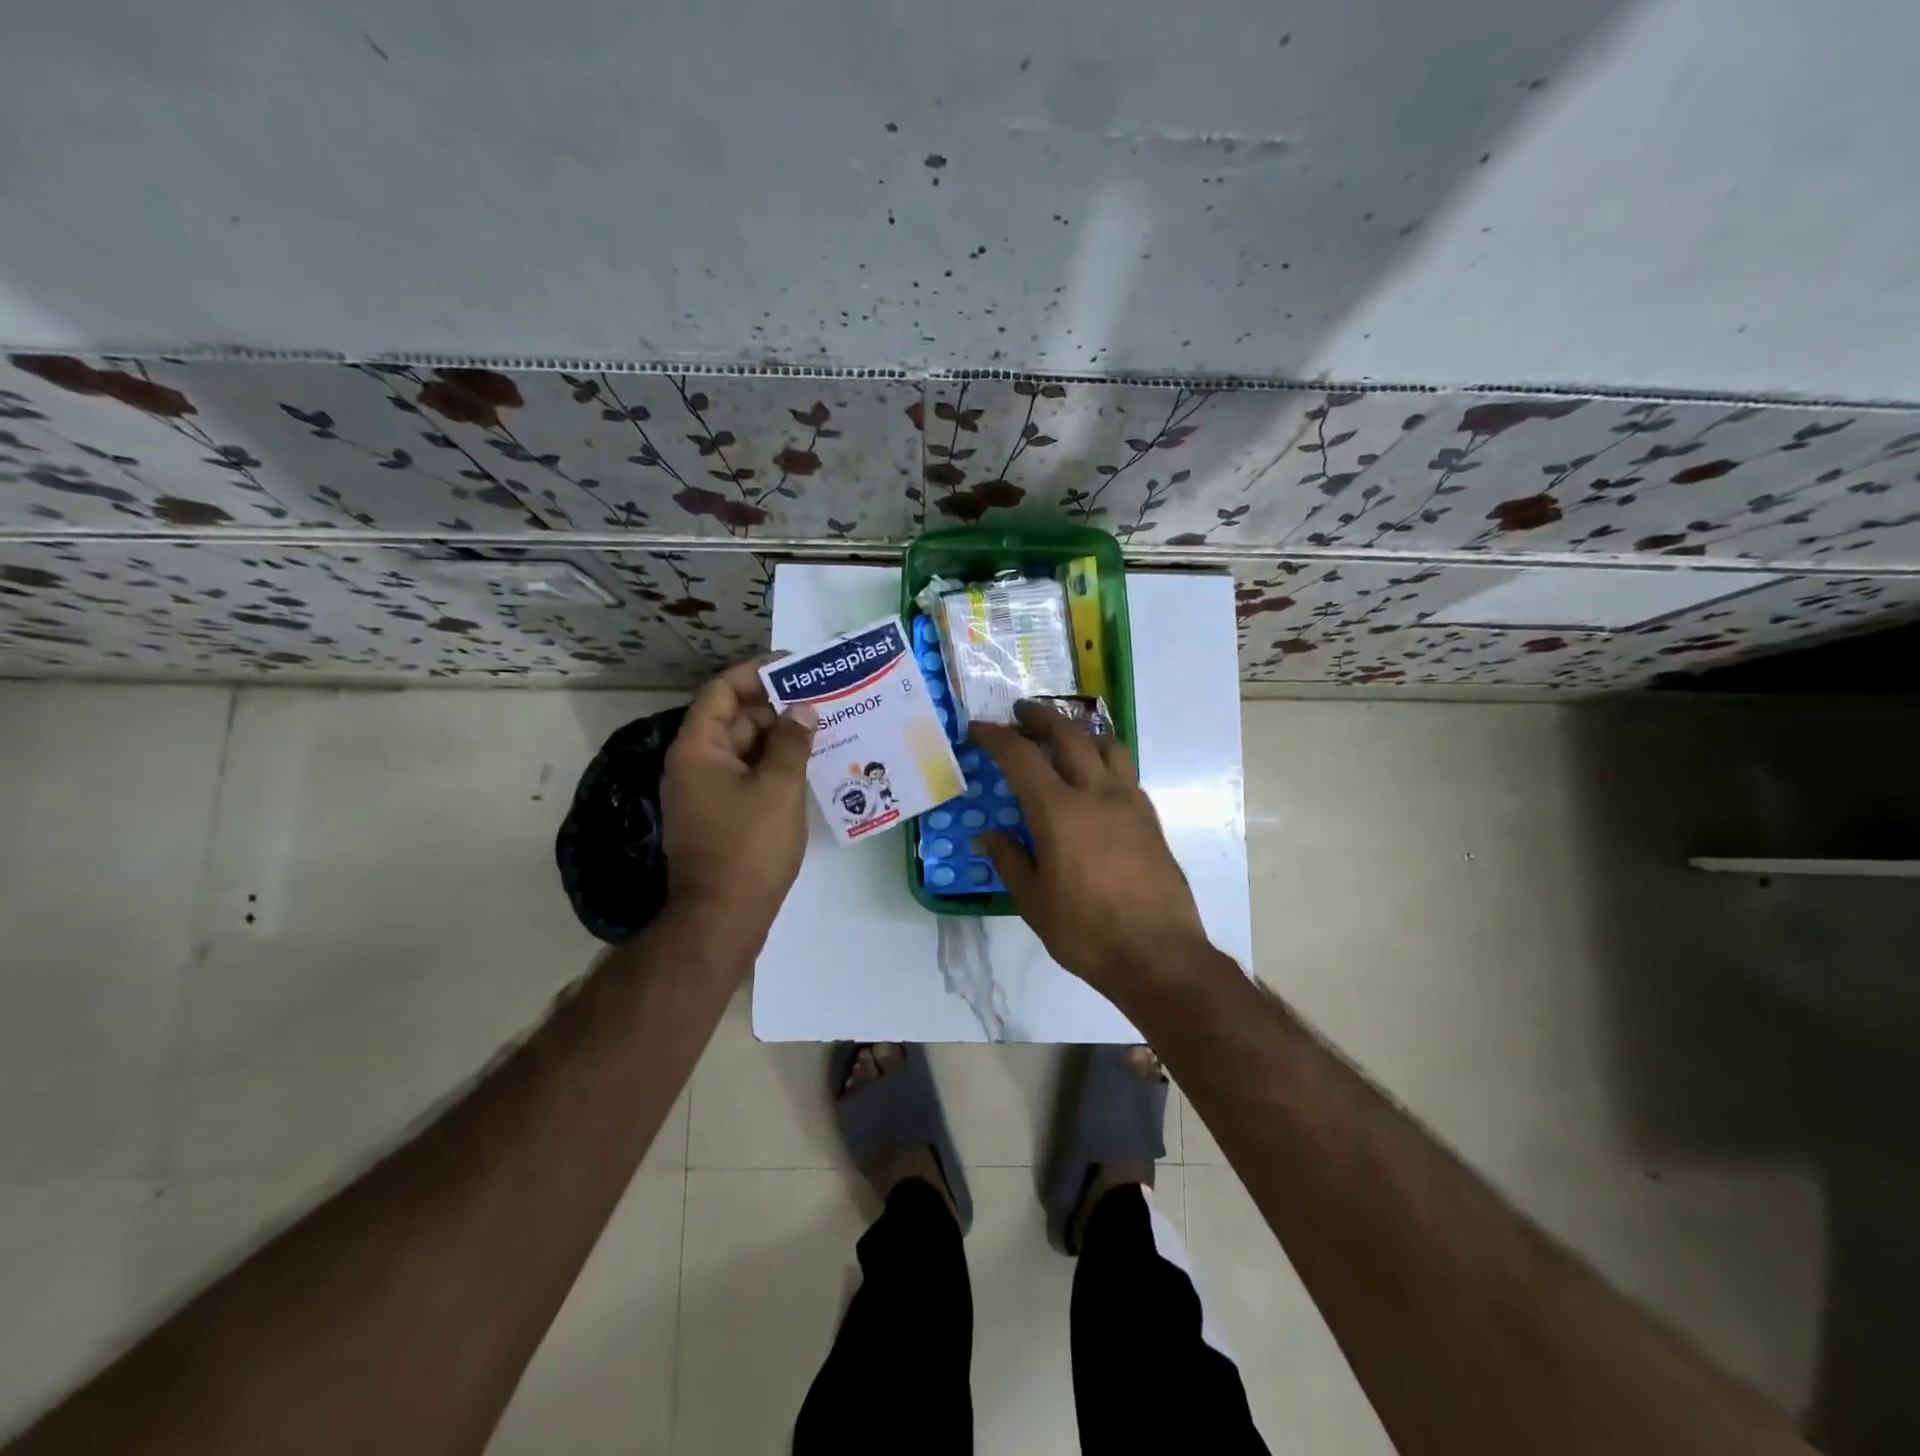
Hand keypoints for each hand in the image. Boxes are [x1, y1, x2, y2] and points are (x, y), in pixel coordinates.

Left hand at [661, 658, 817, 959]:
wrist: (722, 918)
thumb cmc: (749, 846)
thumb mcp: (779, 787)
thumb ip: (793, 742)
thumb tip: (803, 709)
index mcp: (698, 748)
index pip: (722, 690)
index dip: (757, 673)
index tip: (796, 667)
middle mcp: (694, 764)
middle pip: (734, 719)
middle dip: (776, 707)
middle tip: (821, 699)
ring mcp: (705, 792)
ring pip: (744, 749)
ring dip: (779, 738)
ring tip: (823, 728)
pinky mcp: (719, 815)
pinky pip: (746, 775)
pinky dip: (773, 766)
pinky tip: (809, 765)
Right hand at [971, 701, 1208, 996]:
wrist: (1159, 955)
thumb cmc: (1087, 933)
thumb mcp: (1034, 903)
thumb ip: (1010, 861)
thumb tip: (988, 836)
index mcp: (1059, 812)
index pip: (1021, 757)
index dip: (996, 737)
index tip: (979, 729)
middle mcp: (1096, 793)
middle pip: (1068, 734)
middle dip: (1040, 717)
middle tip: (1021, 713)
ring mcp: (1129, 802)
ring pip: (1106, 745)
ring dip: (1080, 732)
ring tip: (1064, 740)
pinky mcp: (1151, 817)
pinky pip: (1126, 771)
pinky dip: (1105, 761)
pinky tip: (1096, 781)